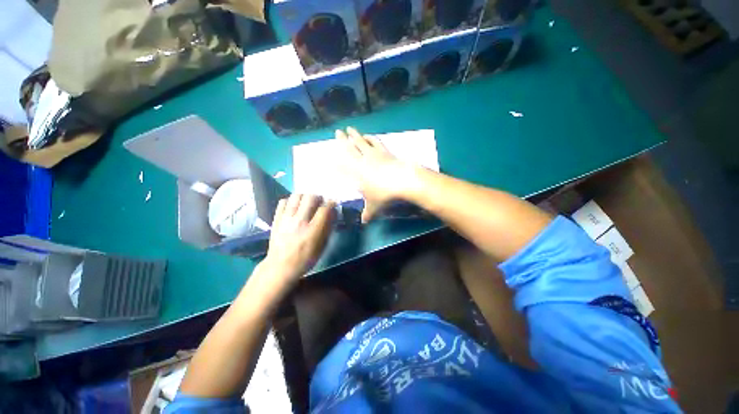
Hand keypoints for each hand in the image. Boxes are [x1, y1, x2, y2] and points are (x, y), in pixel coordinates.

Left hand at [259, 194, 334, 284]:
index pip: (325, 209)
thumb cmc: (303, 261)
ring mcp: (286, 218)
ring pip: (296, 196)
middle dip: (318, 198)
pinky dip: (290, 201)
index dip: (331, 204)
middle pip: (311, 197)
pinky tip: (293, 207)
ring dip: (304, 197)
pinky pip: (283, 201)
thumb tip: (332, 215)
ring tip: (306, 204)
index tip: (333, 204)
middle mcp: (299, 221)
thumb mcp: (320, 249)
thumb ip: (327, 231)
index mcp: (312, 231)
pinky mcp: (276, 218)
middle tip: (319, 204)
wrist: (279, 267)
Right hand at [336, 127, 416, 222]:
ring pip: (361, 142)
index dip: (335, 164)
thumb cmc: (384, 194)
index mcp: (356, 174)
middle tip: (337, 132)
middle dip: (342, 140)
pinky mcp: (384, 151)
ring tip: (349, 129)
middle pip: (349, 149)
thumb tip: (364, 221)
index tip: (329, 160)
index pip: (342, 167)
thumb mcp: (374, 206)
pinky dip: (369, 137)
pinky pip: (374, 141)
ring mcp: (373, 154)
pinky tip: (367, 135)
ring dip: (354, 135)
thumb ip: (367, 213)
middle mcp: (361, 161)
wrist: (402, 180)